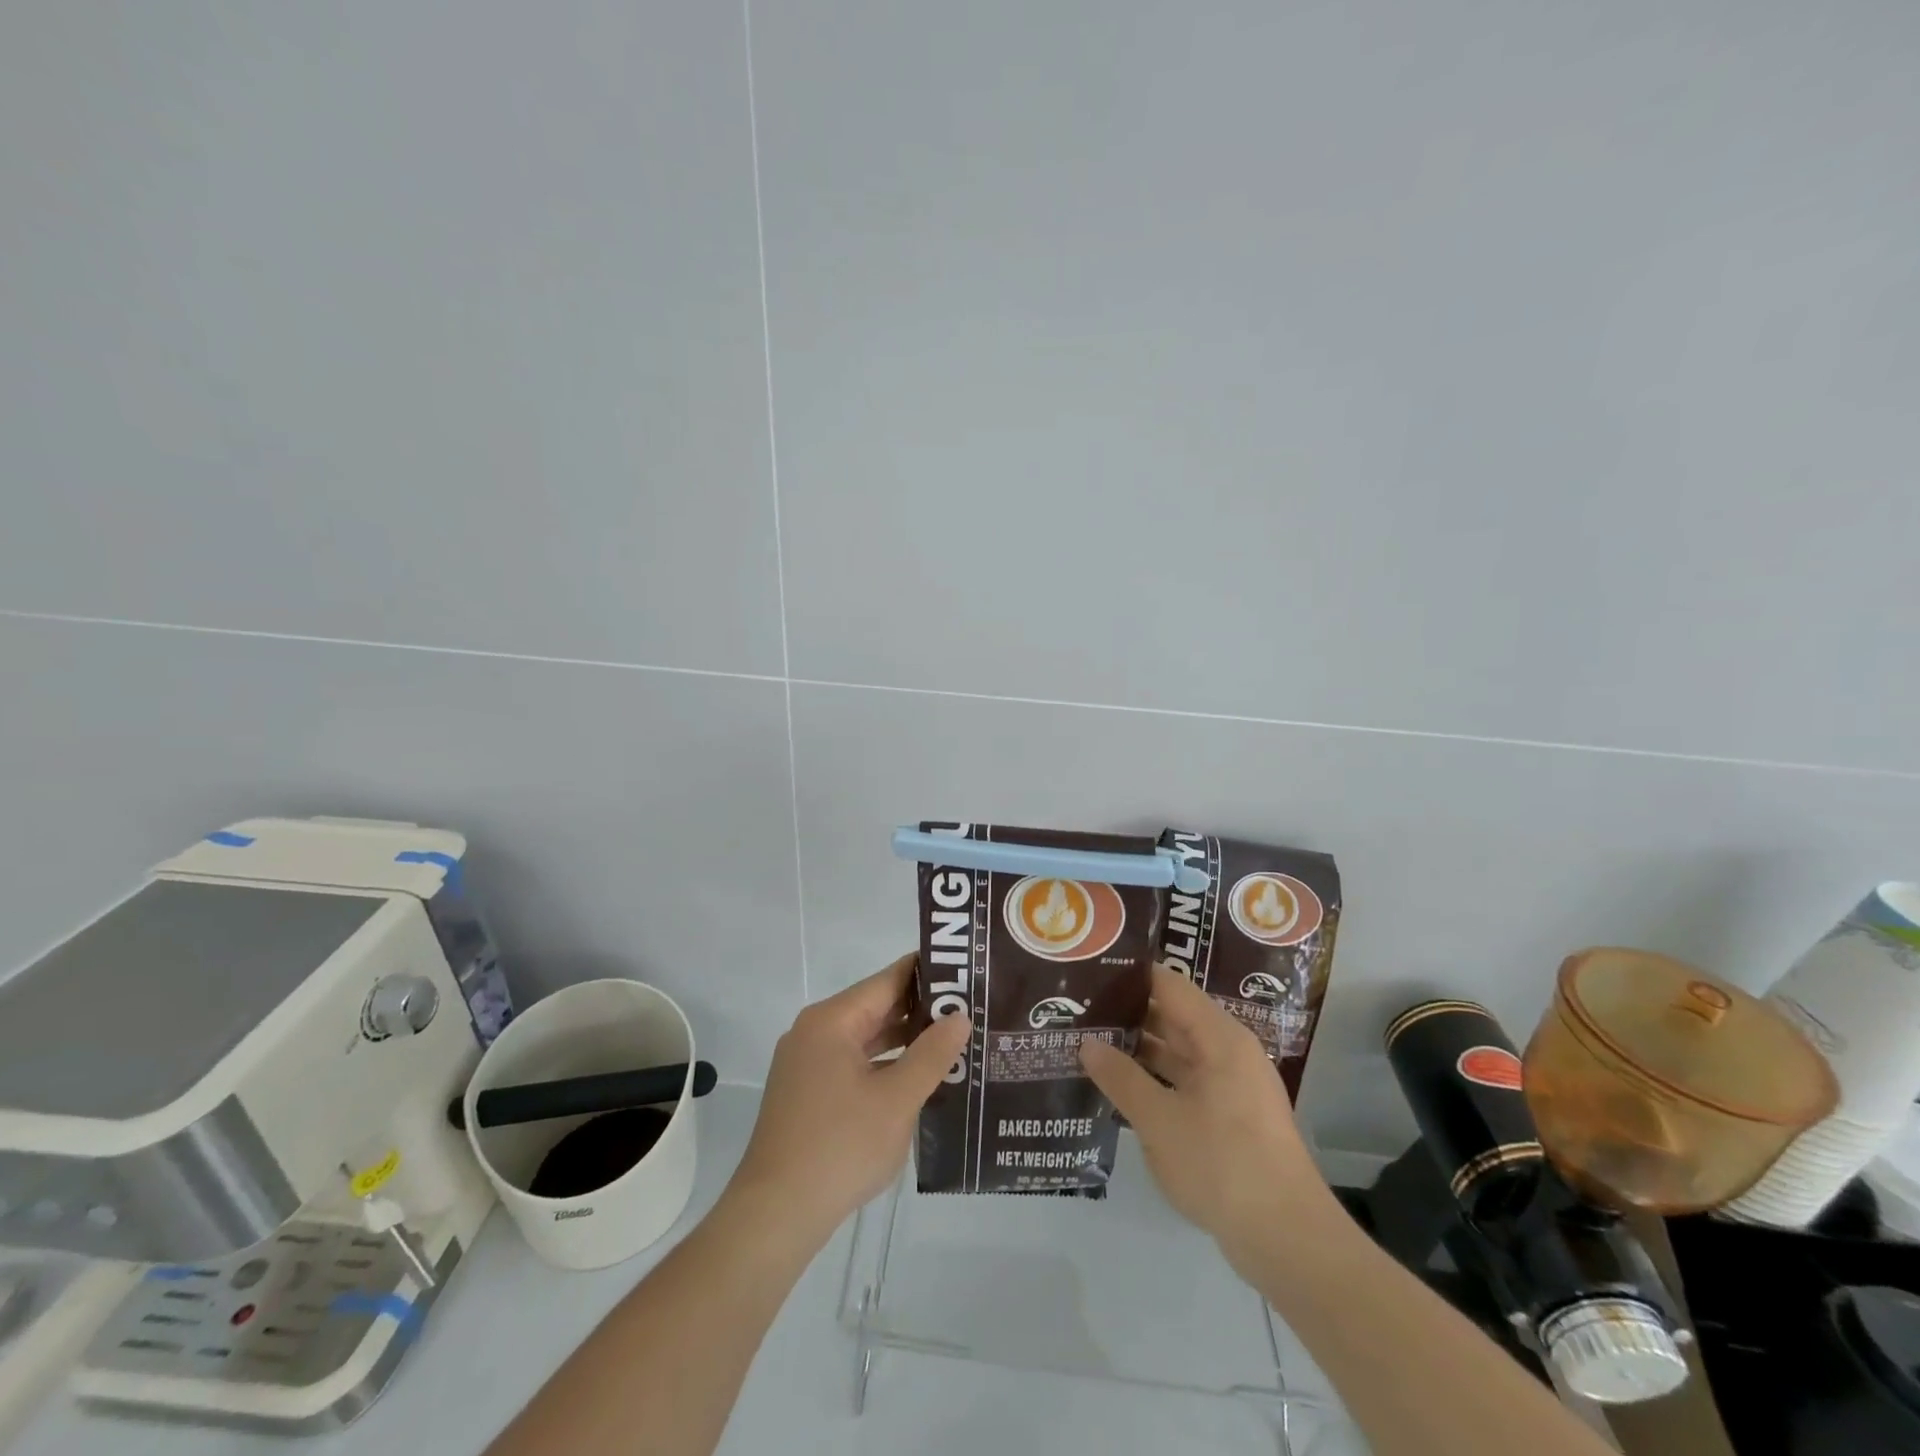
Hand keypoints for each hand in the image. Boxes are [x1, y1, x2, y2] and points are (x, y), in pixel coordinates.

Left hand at [727, 953, 968, 1248]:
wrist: (775, 1216)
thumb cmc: (839, 1147)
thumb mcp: (897, 1100)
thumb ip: (932, 1054)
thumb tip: (959, 1016)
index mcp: (831, 1021)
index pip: (887, 980)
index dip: (928, 974)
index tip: (966, 973)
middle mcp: (815, 1032)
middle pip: (876, 1007)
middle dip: (921, 1011)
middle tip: (970, 1010)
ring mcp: (807, 1064)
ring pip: (866, 1039)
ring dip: (905, 1041)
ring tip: (954, 1042)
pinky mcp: (807, 1093)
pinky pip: (854, 1064)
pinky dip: (885, 1066)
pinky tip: (918, 1079)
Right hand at [1080, 964, 1335, 1274]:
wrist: (1287, 1239)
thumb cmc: (1222, 1165)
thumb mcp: (1159, 1121)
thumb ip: (1120, 1078)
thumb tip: (1087, 1044)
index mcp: (1219, 1038)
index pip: (1169, 985)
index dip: (1130, 975)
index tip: (1090, 972)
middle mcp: (1229, 1052)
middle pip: (1174, 1016)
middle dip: (1128, 1014)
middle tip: (1079, 1010)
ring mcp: (1233, 1086)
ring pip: (1179, 1052)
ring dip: (1140, 1050)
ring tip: (1090, 1044)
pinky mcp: (1232, 1118)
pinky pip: (1187, 1082)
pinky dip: (1156, 1080)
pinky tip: (1121, 1088)